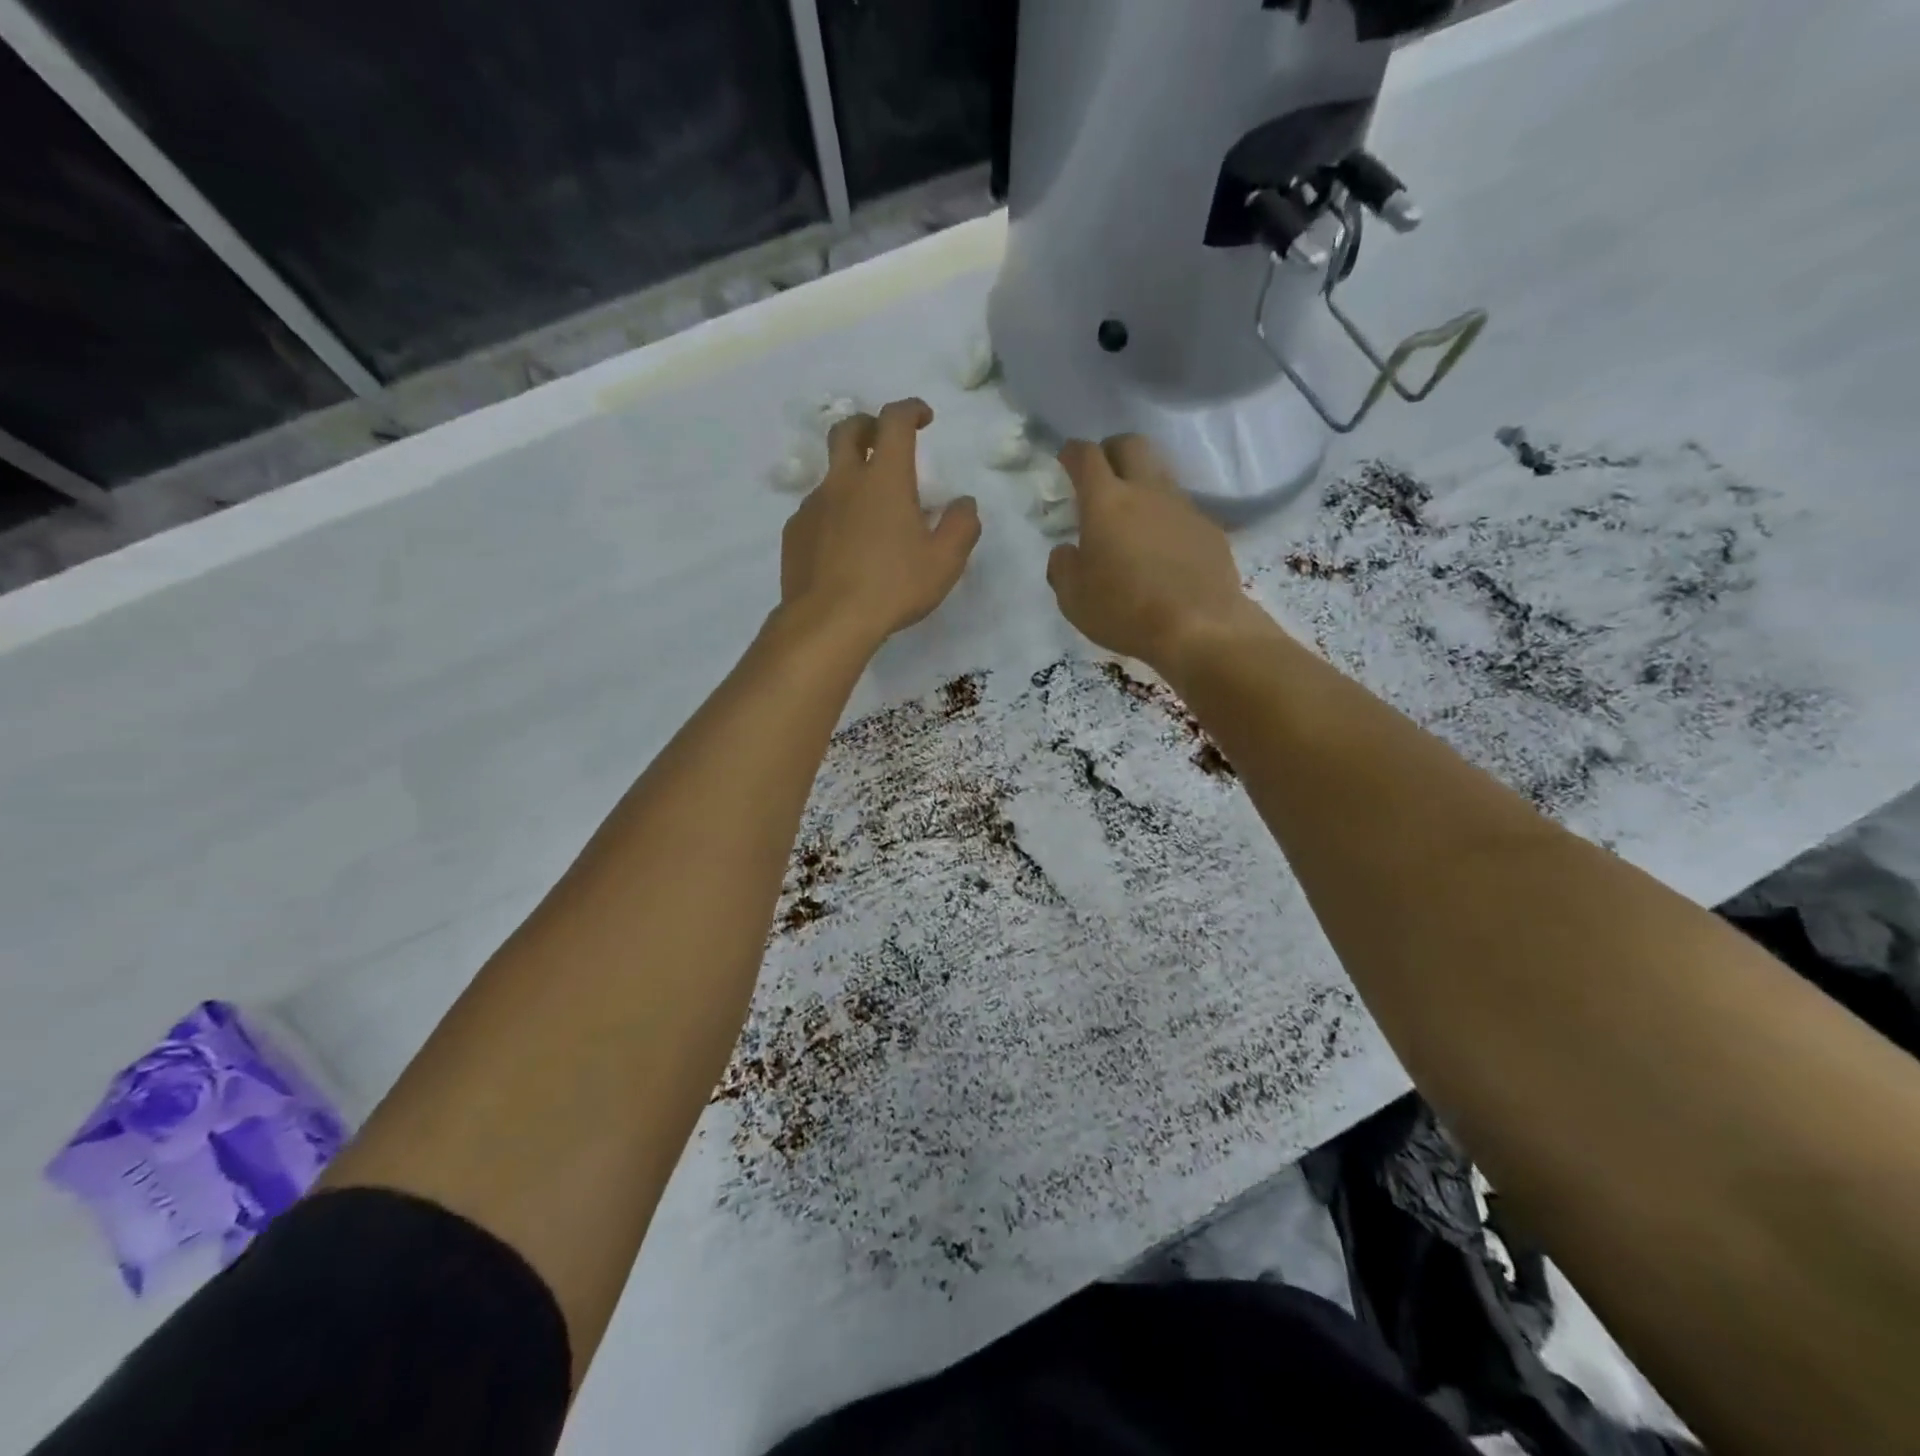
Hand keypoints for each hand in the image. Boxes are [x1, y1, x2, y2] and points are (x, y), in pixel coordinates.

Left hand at [779, 398, 981, 649]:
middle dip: (868, 426)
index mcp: (885, 479)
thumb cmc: (893, 587)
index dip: (910, 409)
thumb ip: (961, 526)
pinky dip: (833, 513)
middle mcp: (844, 481)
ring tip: (867, 512)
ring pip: (830, 474)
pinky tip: (843, 545)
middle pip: (848, 430)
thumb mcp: (944, 562)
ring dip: (850, 477)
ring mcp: (813, 505)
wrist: (828, 621)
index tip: (923, 417)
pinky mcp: (794, 532)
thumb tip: (964, 503)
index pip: (895, 421)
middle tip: (883, 440)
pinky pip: (815, 510)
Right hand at [1045, 435, 1266, 671]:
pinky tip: (1163, 547)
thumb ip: (1062, 566)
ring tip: (1132, 515)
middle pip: (1131, 444)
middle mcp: (1147, 492)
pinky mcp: (1208, 528)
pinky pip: (1182, 509)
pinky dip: (1166, 517)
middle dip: (1111, 450)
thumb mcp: (1073, 598)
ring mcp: (1183, 507)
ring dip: (1142, 482)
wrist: (1199, 627)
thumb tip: (1066, 550)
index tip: (1065, 459)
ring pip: (1160, 474)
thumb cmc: (1125, 611)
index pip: (1086, 457)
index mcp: (1106, 502)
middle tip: (1101, 473)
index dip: (1072, 452)